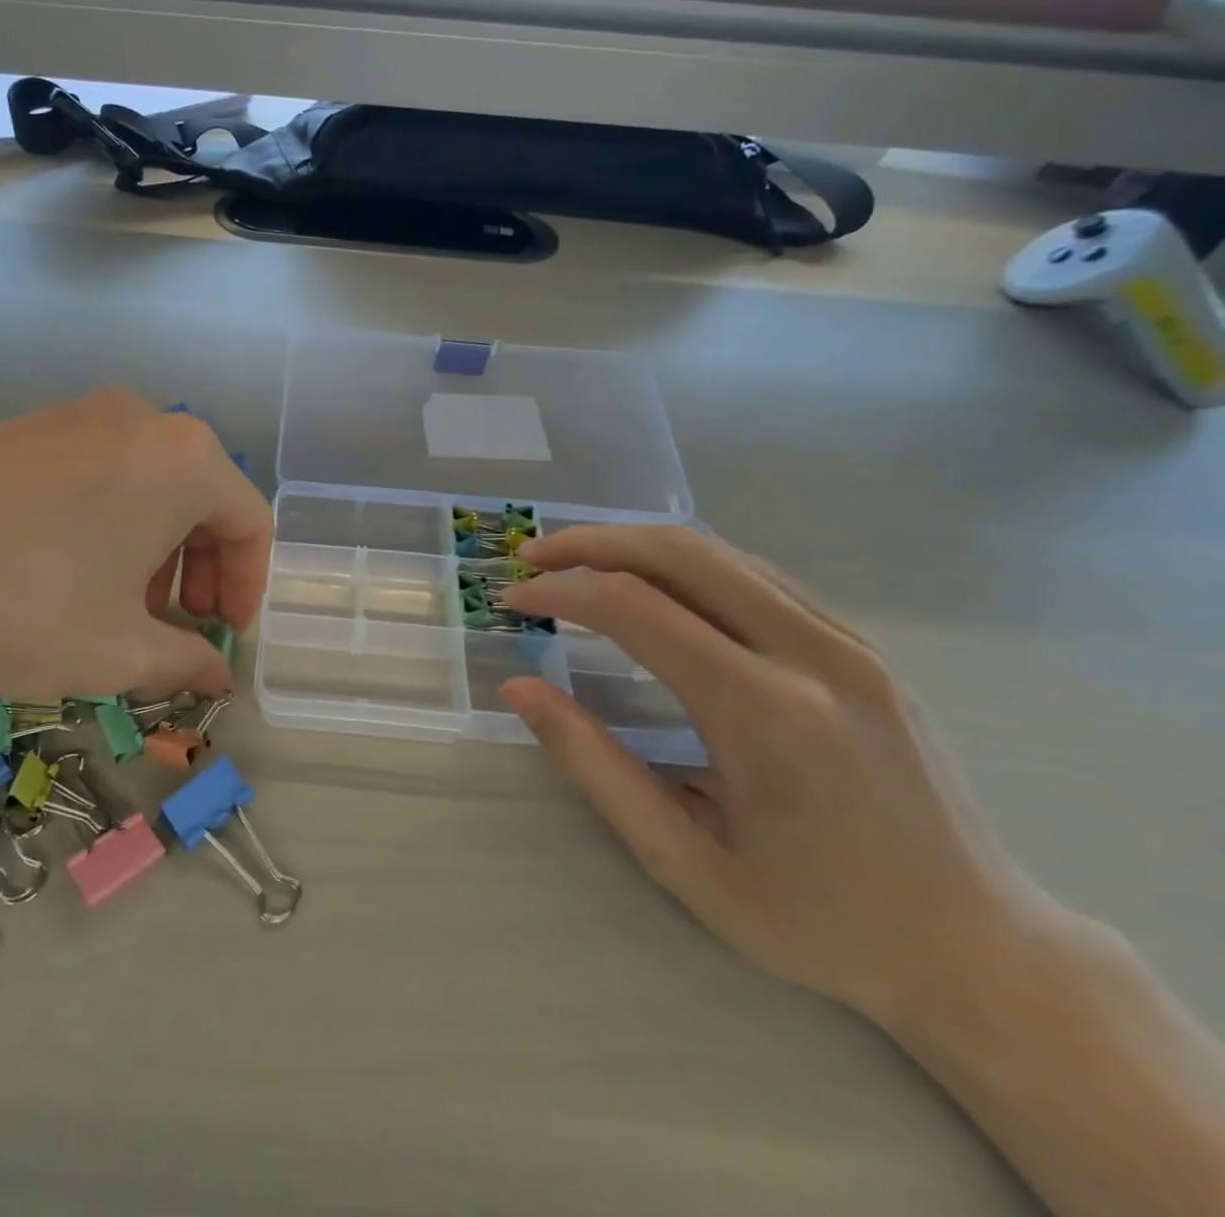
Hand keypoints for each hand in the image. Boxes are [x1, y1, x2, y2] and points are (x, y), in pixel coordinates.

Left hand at [0, 390, 272, 705]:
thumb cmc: (24, 603)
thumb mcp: (118, 651)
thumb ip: (185, 662)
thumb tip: (218, 676)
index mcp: (183, 458)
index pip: (248, 522)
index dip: (246, 587)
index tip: (222, 637)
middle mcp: (139, 419)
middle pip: (197, 500)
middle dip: (197, 572)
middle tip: (172, 629)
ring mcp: (74, 416)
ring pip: (144, 488)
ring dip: (150, 554)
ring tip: (116, 611)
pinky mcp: (23, 428)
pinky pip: (94, 476)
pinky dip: (104, 528)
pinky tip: (64, 578)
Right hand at [497, 526, 1035, 1023]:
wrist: (980, 949)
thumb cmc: (818, 921)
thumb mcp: (685, 861)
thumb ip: (594, 765)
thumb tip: (520, 689)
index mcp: (767, 713)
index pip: (636, 609)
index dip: (561, 592)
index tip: (513, 601)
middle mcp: (813, 655)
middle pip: (680, 552)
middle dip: (591, 543)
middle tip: (532, 556)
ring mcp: (848, 642)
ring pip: (720, 552)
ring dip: (635, 545)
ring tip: (576, 562)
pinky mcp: (861, 646)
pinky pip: (757, 575)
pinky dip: (686, 564)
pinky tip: (651, 586)